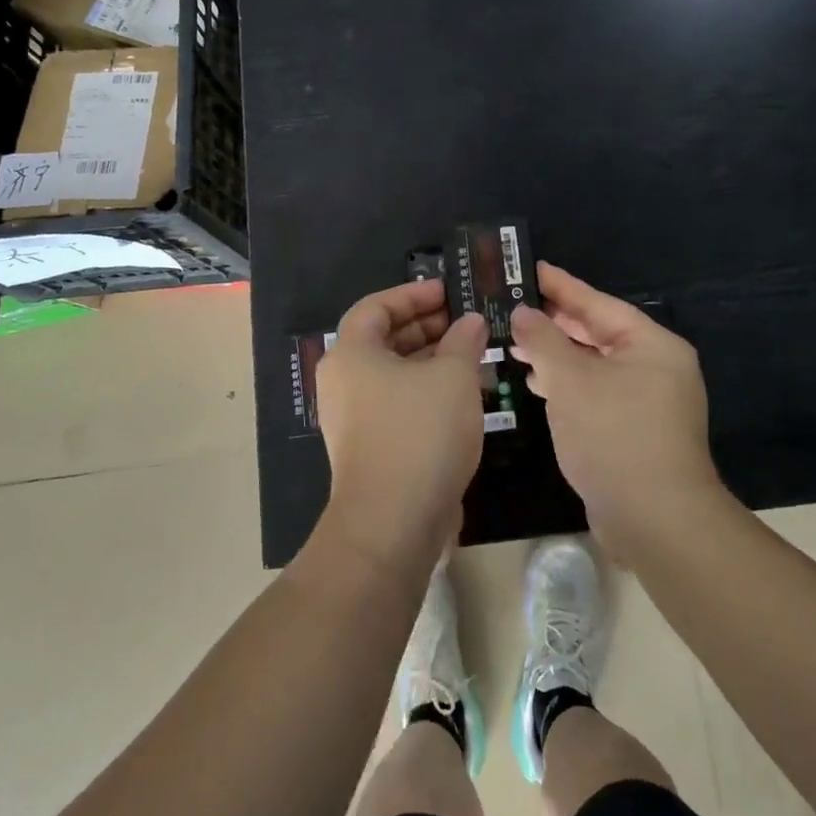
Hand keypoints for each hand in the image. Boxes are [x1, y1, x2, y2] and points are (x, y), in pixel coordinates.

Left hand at [316, 279, 488, 569]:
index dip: (413, 294)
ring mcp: (352, 417)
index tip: (449, 292)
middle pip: (383, 339)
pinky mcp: (369, 447)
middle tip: (466, 322)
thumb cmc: (420, 432)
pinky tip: (461, 395)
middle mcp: (343, 381)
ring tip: (472, 354)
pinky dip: (425, 391)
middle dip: (426, 327)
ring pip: (393, 374)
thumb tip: (471, 322)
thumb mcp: (452, 376)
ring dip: (430, 360)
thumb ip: (463, 341)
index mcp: (351, 353)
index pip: (377, 306)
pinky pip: (396, 403)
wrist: (393, 522)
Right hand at [509, 262, 723, 553]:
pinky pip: (596, 392)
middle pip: (597, 332)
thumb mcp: (570, 381)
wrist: (655, 522)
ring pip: (594, 364)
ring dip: (556, 355)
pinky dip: (568, 384)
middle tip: (513, 305)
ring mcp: (648, 400)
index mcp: (651, 345)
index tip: (530, 268)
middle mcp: (655, 366)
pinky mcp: (635, 429)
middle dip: (554, 323)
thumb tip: (523, 313)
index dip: (561, 286)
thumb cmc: (614, 436)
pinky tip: (537, 383)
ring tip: (515, 343)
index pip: (598, 303)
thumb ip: (543, 340)